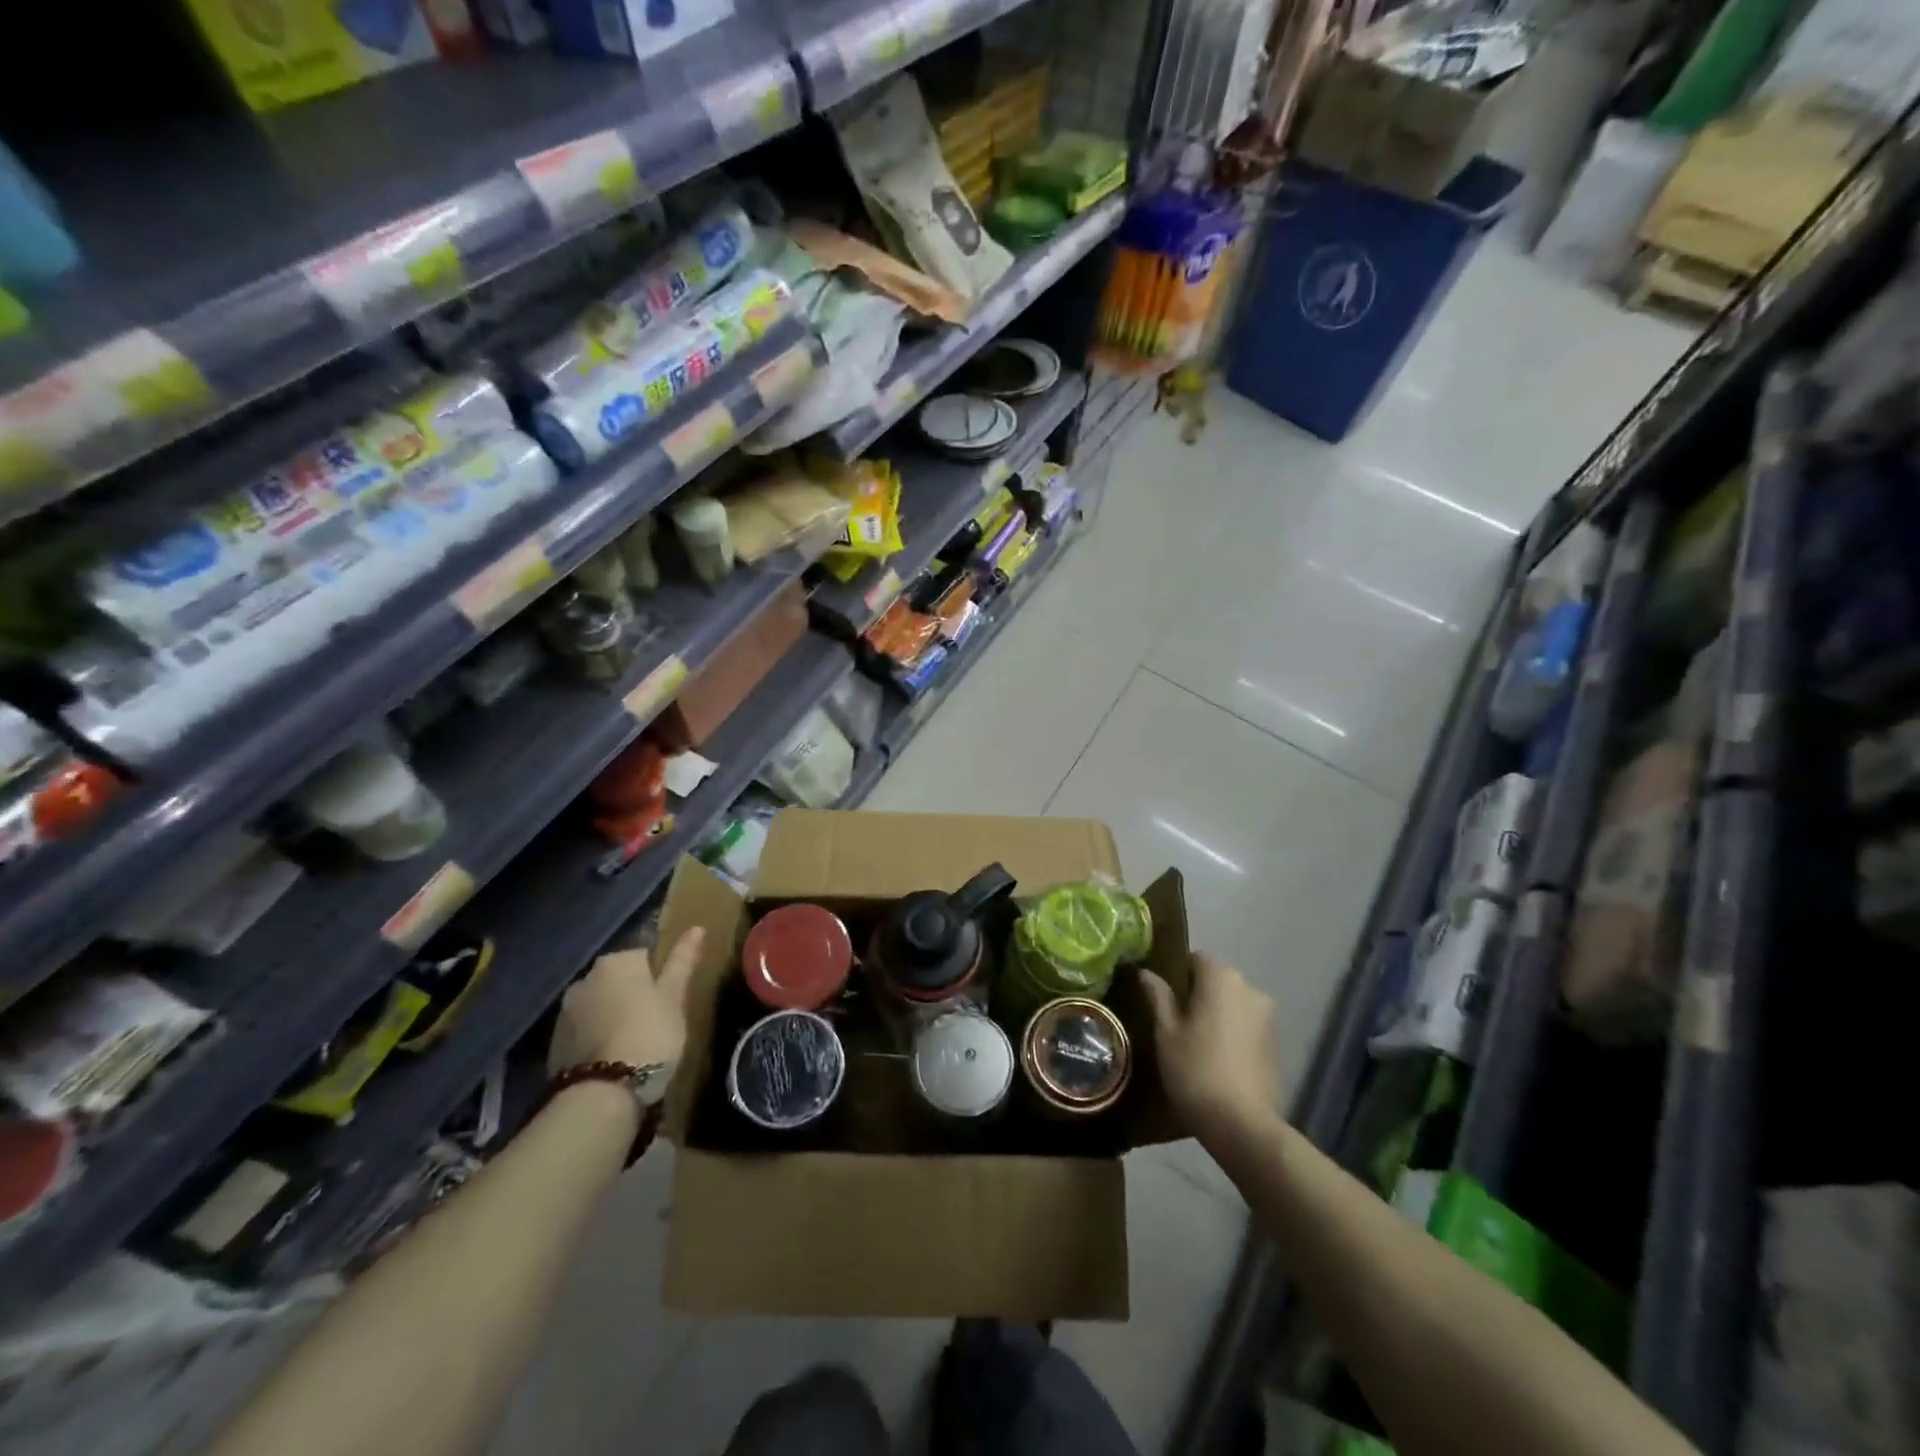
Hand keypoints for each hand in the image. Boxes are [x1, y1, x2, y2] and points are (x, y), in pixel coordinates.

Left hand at [549, 927, 704, 1073]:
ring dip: (612, 1015)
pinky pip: (584, 1030)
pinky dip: (597, 1037)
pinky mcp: (555, 1043)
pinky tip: (612, 1057)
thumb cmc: (650, 1035)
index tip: (669, 1000)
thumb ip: (682, 961)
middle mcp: (586, 978)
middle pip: (617, 980)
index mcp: (617, 961)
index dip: (659, 978)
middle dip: (632, 994)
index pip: (643, 956)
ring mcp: (566, 1011)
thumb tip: (697, 927)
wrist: (603, 1092)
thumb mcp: (674, 997)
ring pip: (599, 1005)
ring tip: (633, 1042)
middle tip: (654, 1020)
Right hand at [1139, 953, 1281, 1138]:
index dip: (1176, 975)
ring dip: (1216, 1014)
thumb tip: (1146, 972)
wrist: (1242, 1125)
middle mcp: (1250, 989)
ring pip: (1233, 1004)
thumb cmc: (1195, 1069)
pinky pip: (1246, 1026)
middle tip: (1174, 1022)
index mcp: (1222, 978)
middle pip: (1217, 980)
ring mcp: (1268, 1017)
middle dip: (1197, 994)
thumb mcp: (1166, 1032)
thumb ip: (1158, 996)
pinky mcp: (1276, 1044)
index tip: (1162, 999)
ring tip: (1195, 1043)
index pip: (1195, 959)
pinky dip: (1232, 1033)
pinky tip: (1217, 1059)